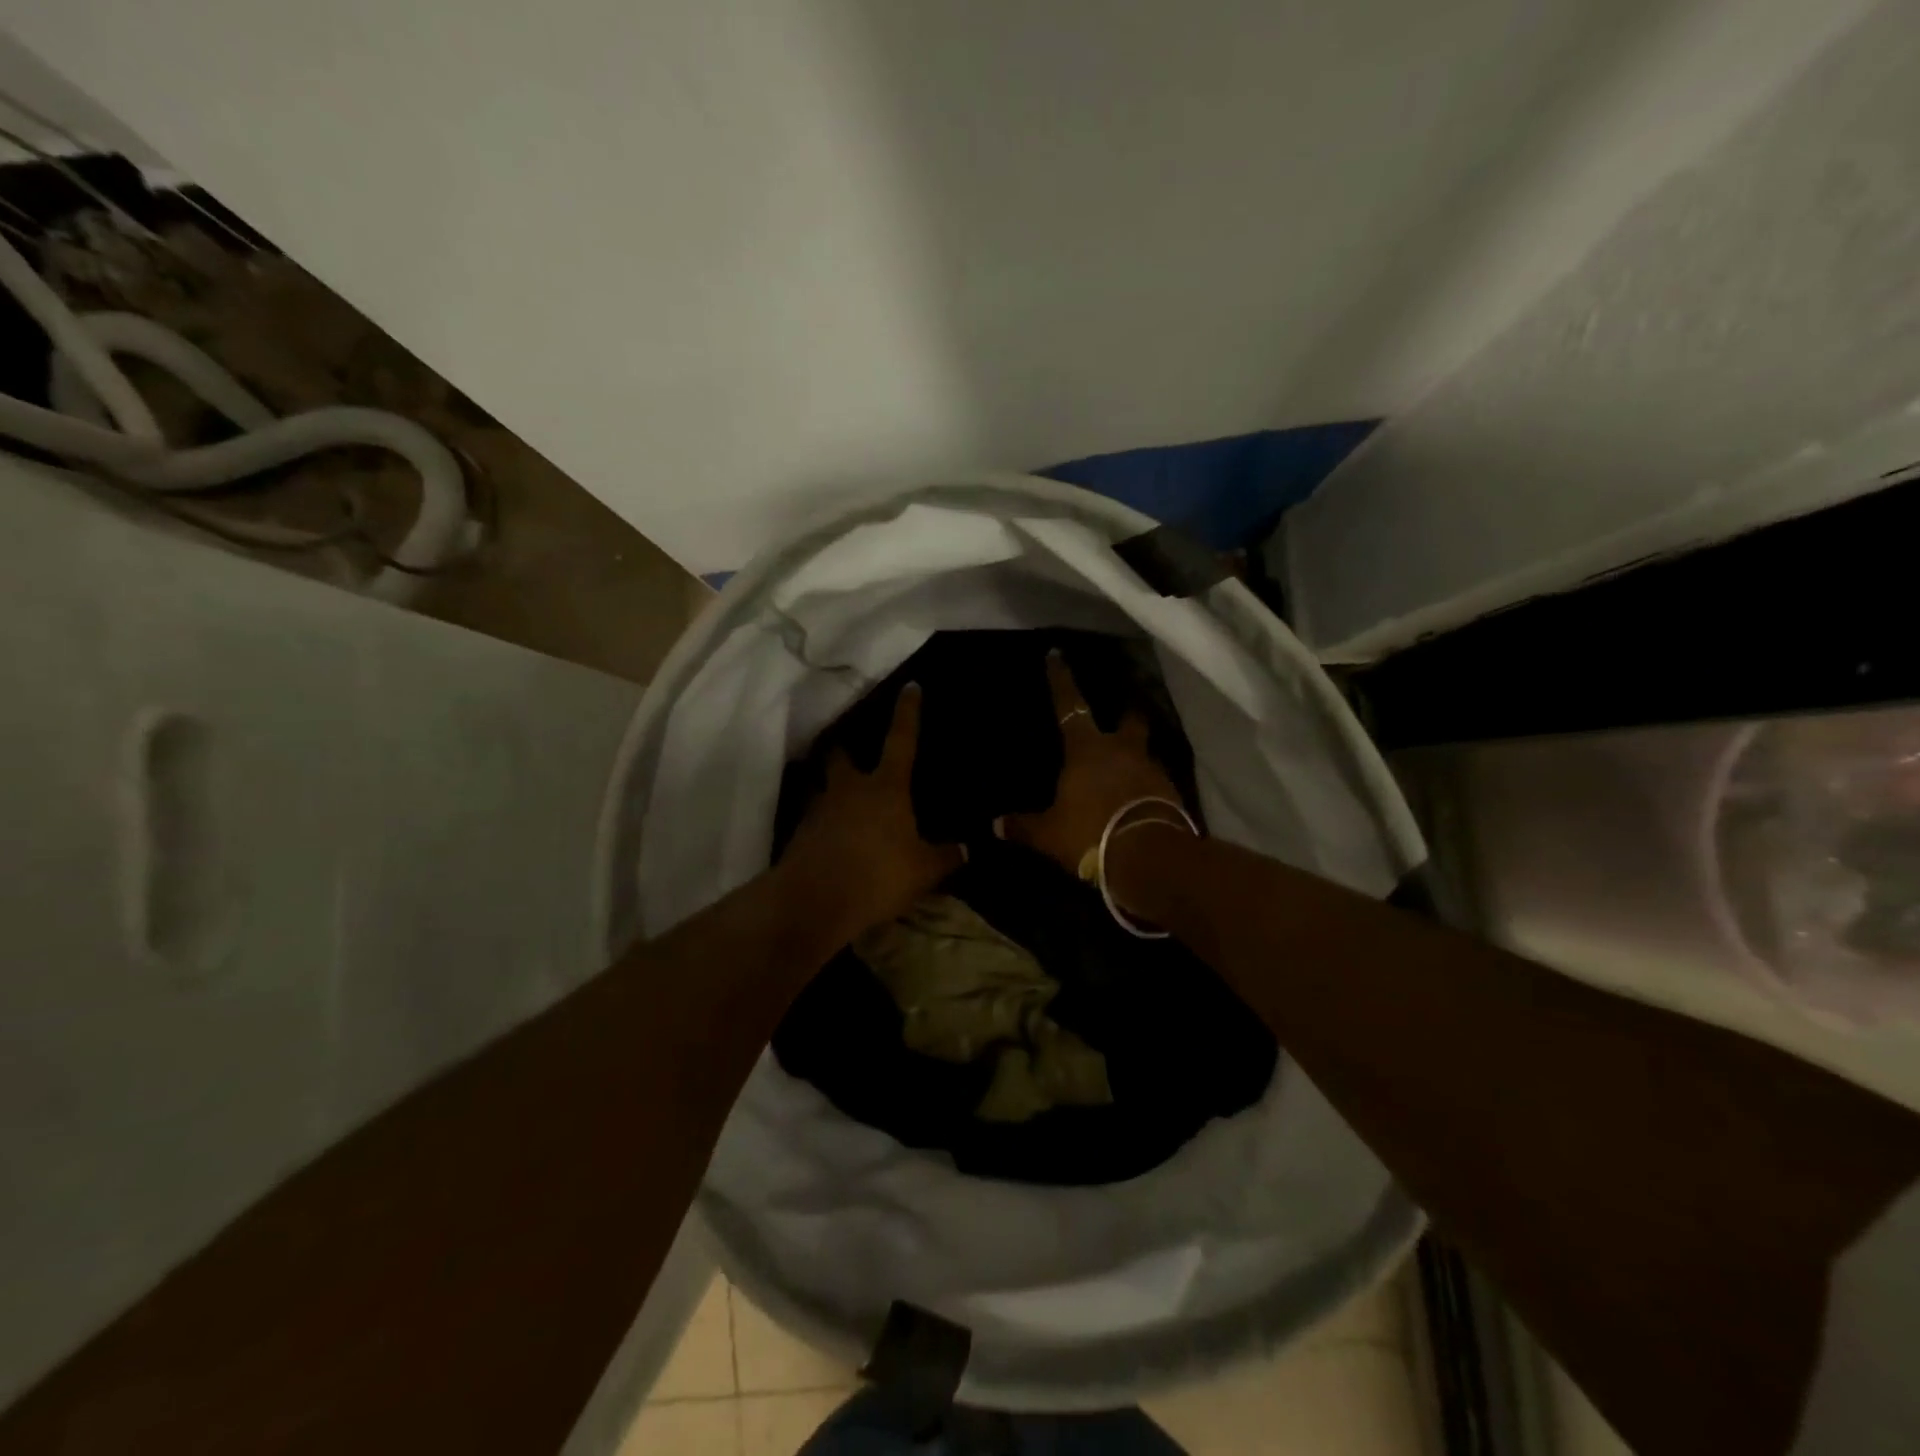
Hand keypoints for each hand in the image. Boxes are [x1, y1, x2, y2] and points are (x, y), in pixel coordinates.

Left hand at [783, 683, 961, 940]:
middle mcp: (849, 789)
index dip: (907, 713)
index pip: (901, 740)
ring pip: (825, 788)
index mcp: (885, 788)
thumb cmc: (877, 875)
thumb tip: (968, 848)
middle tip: (855, 754)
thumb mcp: (923, 870)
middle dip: (847, 750)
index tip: (910, 687)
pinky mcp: (800, 834)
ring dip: (834, 790)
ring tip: (847, 804)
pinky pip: (815, 819)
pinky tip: (835, 840)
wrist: (813, 902)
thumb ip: (946, 856)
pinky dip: (825, 824)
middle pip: (842, 756)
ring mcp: (819, 810)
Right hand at [1001, 651, 1188, 873]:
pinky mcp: (1172, 794)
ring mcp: (1152, 770)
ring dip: (1137, 755)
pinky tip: (1140, 798)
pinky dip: (1148, 786)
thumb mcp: (1049, 834)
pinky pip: (1157, 782)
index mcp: (1087, 749)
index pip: (1069, 706)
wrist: (1149, 856)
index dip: (1061, 680)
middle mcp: (1122, 750)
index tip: (1057, 654)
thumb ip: (1024, 826)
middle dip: (1125, 713)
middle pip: (1128, 720)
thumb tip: (995, 825)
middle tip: (1122, 712)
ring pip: (1145, 751)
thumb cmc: (1091, 833)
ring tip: (1128, 767)